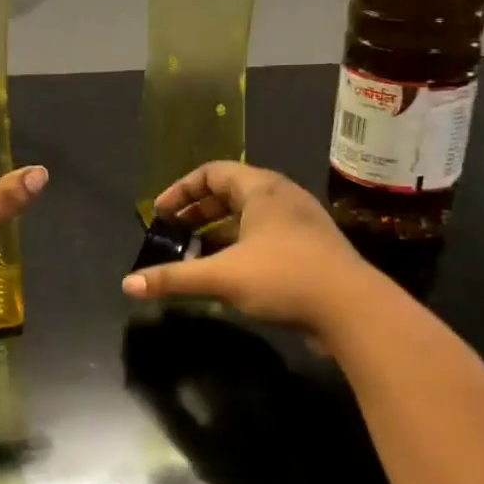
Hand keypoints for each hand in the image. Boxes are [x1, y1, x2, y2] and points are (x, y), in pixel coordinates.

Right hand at [121, 162, 367, 333]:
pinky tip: (230, 272)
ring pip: (249, 216)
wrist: (355, 311)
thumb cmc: (284, 278)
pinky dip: (240, 245)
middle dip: (197, 212)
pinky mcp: (312, 249)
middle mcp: (282, 197)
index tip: (160, 214)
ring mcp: (301, 223)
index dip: (181, 191)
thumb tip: (128, 284)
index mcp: (261, 189)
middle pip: (230, 192)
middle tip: (174, 232)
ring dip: (218, 231)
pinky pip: (266, 235)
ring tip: (197, 253)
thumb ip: (174, 278)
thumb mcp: (222, 276)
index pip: (212, 172)